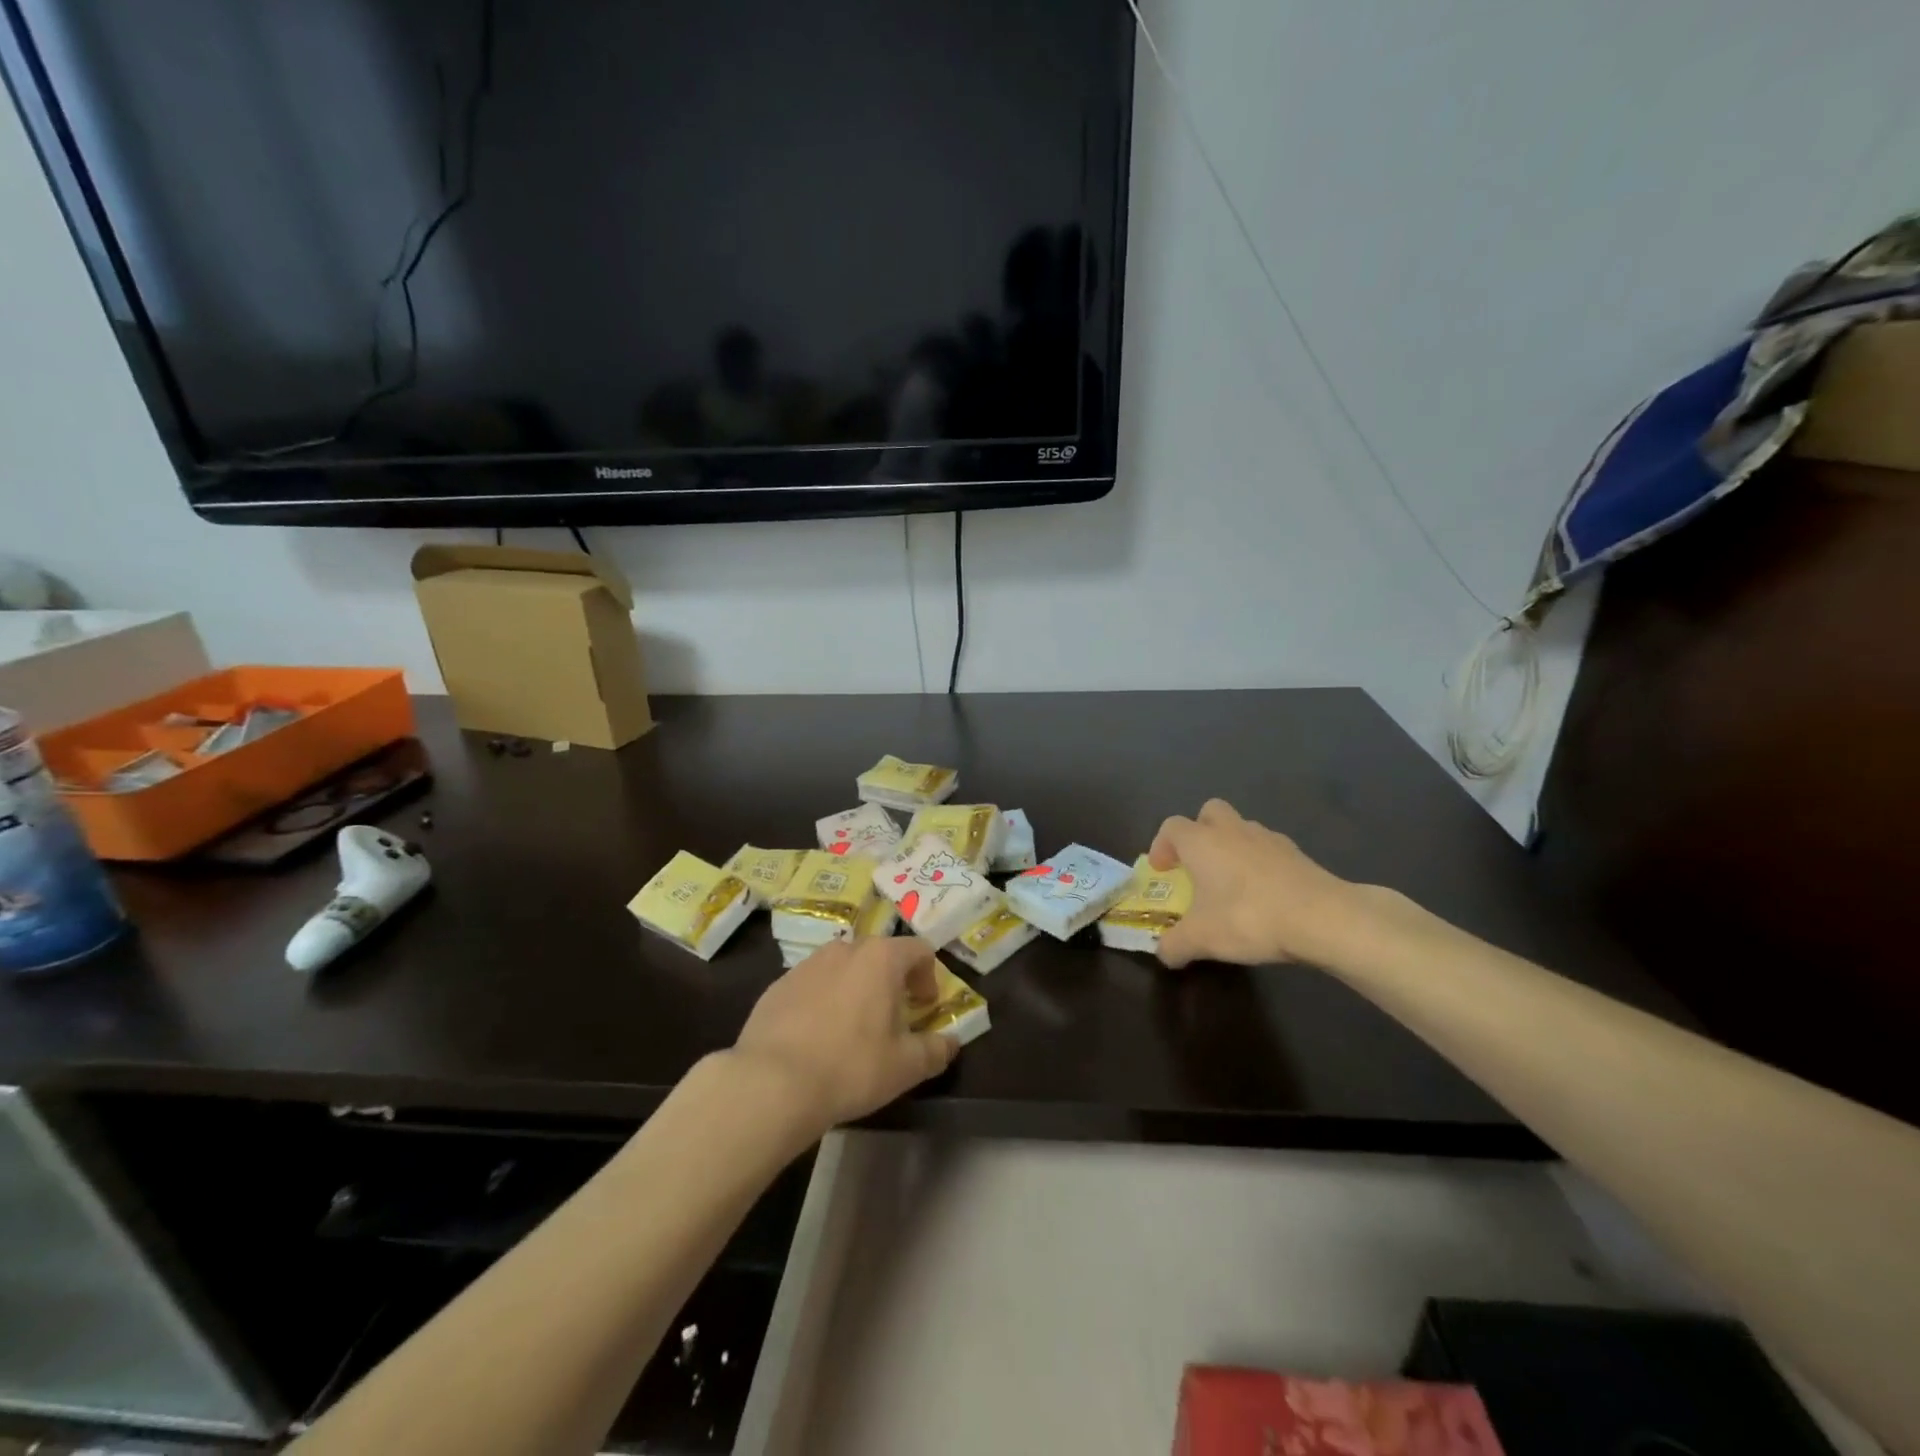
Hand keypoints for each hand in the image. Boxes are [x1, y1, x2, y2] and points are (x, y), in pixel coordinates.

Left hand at [732, 936, 957, 1131]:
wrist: (771, 1083)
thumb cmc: (851, 1067)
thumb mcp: (905, 1067)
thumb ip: (936, 1050)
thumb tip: (950, 1043)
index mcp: (881, 958)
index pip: (919, 950)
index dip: (929, 977)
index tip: (925, 1007)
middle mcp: (844, 949)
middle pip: (879, 955)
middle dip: (892, 982)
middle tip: (893, 1019)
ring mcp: (807, 964)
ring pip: (843, 968)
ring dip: (856, 989)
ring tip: (853, 1029)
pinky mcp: (778, 985)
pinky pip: (812, 985)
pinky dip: (823, 1002)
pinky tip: (816, 1039)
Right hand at [1149, 799, 1361, 969]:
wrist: (1322, 917)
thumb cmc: (1248, 917)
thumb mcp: (1201, 939)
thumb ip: (1175, 945)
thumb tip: (1163, 953)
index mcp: (1201, 842)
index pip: (1171, 827)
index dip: (1161, 846)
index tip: (1163, 871)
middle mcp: (1232, 830)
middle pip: (1210, 813)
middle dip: (1199, 832)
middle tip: (1197, 864)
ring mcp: (1268, 838)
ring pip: (1242, 829)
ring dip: (1231, 847)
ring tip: (1232, 883)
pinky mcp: (1297, 854)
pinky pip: (1268, 850)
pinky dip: (1260, 864)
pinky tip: (1265, 895)